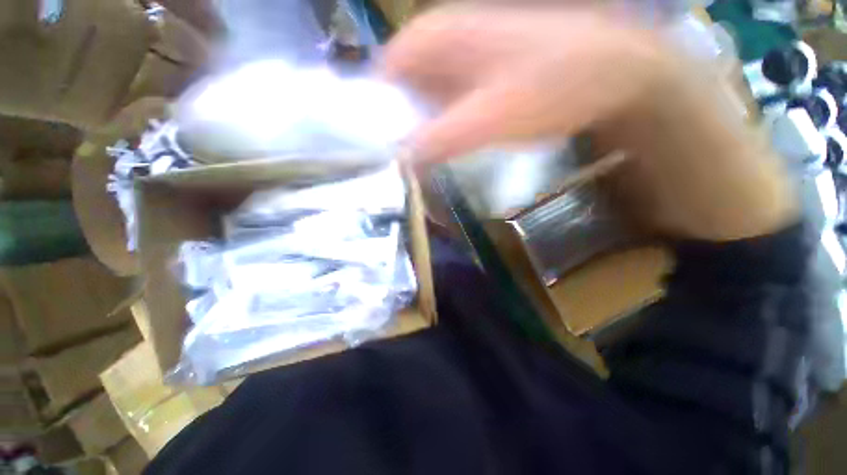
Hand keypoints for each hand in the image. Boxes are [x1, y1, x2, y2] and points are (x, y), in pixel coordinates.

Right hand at [384, 5, 669, 161]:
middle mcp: (438, 46)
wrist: (608, 71)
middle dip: (396, 130)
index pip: (379, 79)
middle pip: (398, 93)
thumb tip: (400, 159)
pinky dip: (438, 131)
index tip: (377, 154)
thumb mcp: (489, 117)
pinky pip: (441, 108)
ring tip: (419, 166)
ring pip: (420, 103)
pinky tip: (445, 152)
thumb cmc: (551, 85)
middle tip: (399, 168)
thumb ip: (440, 138)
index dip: (372, 117)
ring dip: (417, 134)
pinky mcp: (474, 81)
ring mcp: (457, 62)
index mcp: (432, 41)